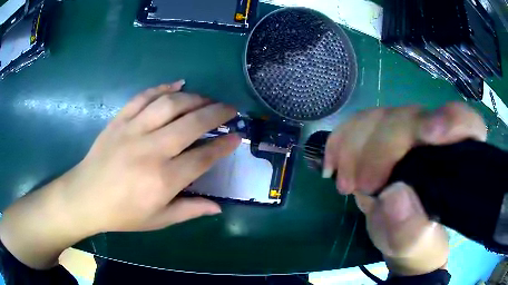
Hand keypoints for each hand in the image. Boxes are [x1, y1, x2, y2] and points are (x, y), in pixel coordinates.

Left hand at [0, 81, 239, 268]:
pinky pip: (143, 97)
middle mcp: (150, 150)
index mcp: (162, 180)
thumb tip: (218, 208)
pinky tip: (177, 84)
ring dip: (194, 98)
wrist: (86, 197)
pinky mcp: (119, 120)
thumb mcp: (158, 220)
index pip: (202, 157)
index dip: (223, 145)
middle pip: (191, 123)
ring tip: (207, 99)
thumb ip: (189, 210)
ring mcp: (132, 130)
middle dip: (217, 113)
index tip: (236, 137)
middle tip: (230, 109)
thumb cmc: (122, 214)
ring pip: (170, 104)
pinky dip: (162, 87)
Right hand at [323, 102, 486, 275]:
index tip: (427, 134)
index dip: (450, 119)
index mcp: (456, 160)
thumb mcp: (413, 243)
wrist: (400, 236)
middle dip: (381, 147)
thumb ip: (409, 226)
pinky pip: (359, 123)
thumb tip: (393, 195)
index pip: (466, 123)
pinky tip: (333, 164)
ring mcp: (407, 132)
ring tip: (346, 185)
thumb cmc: (416, 242)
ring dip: (355, 146)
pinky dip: (341, 140)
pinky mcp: (383, 135)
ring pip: (381, 117)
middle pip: (411, 118)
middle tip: (362, 186)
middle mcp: (435, 136)